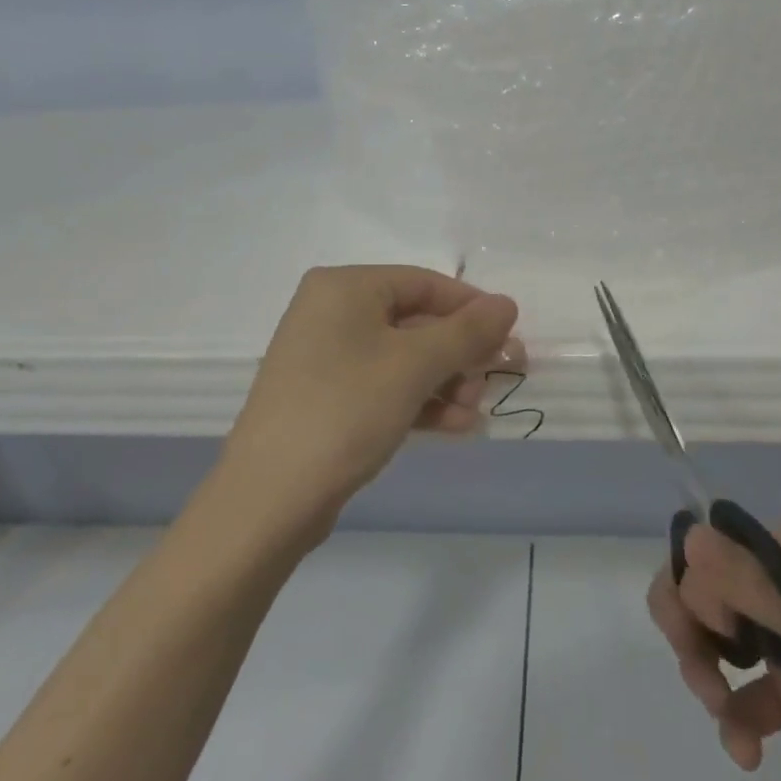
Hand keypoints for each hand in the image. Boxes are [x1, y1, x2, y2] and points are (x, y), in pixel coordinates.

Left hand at [218, 265, 520, 539]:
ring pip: (404, 358)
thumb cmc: (346, 410)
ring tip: (472, 412)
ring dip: (445, 382)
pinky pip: (384, 386)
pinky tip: (454, 426)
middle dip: (460, 354)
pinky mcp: (327, 397)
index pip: (425, 283)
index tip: (510, 339)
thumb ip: (467, 331)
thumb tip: (507, 304)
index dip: (472, 309)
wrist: (270, 497)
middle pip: (416, 321)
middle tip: (495, 381)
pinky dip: (420, 401)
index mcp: (345, 287)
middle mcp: (331, 313)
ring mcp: (326, 358)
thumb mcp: (414, 365)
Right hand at [649, 524, 780, 780]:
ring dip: (707, 674)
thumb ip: (752, 585)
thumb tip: (688, 535)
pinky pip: (745, 696)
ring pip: (720, 641)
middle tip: (700, 670)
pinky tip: (746, 750)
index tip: (711, 627)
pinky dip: (735, 720)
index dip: (701, 583)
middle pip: (713, 592)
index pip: (724, 548)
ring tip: (720, 712)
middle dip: (693, 628)